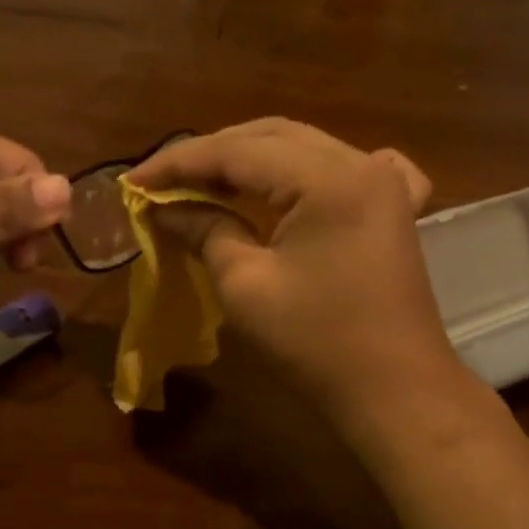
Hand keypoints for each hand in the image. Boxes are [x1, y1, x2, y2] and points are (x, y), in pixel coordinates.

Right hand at [127, 119, 481, 437]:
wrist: (394, 391)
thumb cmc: (315, 343)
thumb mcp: (245, 285)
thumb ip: (205, 230)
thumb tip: (165, 209)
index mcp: (327, 178)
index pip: (237, 151)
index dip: (179, 163)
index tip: (134, 181)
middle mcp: (361, 163)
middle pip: (271, 137)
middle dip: (212, 155)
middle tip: (164, 182)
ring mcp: (385, 184)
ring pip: (303, 149)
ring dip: (251, 161)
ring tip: (204, 182)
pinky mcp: (393, 210)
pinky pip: (347, 170)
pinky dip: (307, 172)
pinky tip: (298, 182)